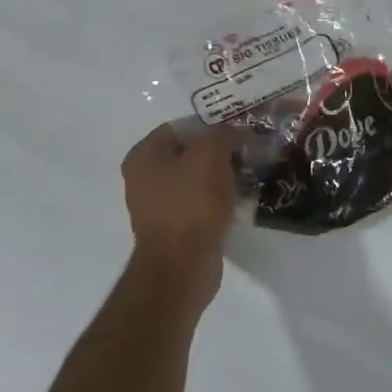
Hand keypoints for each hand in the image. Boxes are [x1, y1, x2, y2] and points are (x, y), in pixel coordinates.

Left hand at [121, 122, 242, 286]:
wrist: (182, 265)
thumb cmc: (192, 203)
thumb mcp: (211, 155)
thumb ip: (222, 134)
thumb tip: (232, 131)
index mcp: (144, 154)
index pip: (181, 126)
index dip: (212, 126)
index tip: (240, 132)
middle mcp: (144, 177)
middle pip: (189, 153)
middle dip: (219, 153)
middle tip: (247, 154)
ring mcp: (157, 205)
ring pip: (196, 180)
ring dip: (221, 178)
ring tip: (247, 178)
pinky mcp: (174, 228)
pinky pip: (199, 205)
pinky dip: (218, 202)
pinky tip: (239, 203)